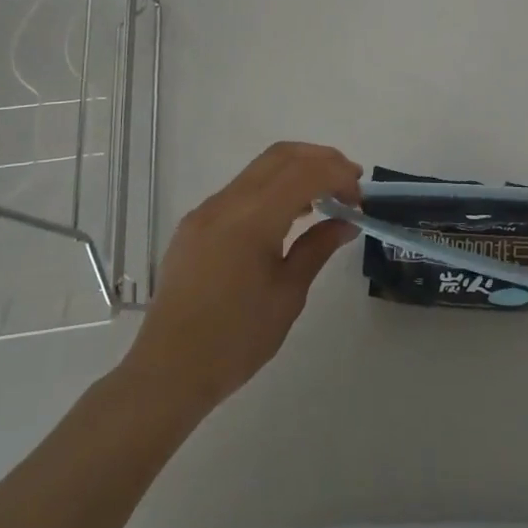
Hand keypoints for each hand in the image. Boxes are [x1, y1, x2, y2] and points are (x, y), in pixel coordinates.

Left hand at [122, 142, 361, 413]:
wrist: (167, 372)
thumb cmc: (236, 341)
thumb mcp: (288, 295)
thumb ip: (318, 248)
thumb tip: (346, 222)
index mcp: (251, 220)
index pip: (305, 173)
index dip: (339, 175)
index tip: (360, 198)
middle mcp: (226, 203)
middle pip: (281, 156)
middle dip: (321, 160)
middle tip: (350, 183)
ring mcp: (206, 210)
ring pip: (260, 168)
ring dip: (297, 171)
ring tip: (325, 198)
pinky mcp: (196, 224)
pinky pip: (241, 190)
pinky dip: (273, 189)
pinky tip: (288, 216)